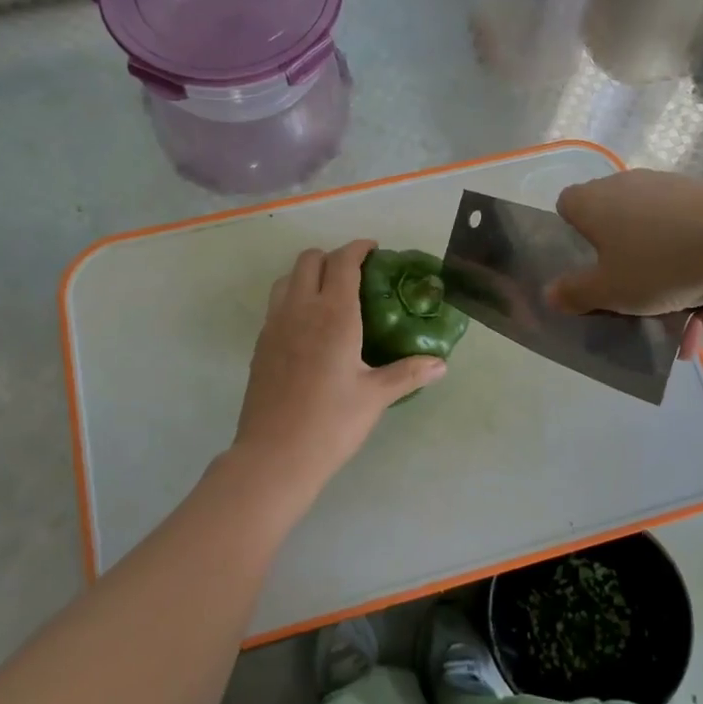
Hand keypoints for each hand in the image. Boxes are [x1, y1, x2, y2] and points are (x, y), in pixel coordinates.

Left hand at [232, 240, 446, 501]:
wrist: (274, 455)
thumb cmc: (331, 423)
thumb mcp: (376, 397)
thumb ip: (408, 373)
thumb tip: (441, 364)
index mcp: (334, 314)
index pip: (343, 262)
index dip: (358, 248)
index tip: (374, 250)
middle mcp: (300, 309)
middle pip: (309, 260)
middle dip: (332, 256)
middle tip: (356, 274)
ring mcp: (275, 325)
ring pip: (287, 279)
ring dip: (308, 274)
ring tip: (329, 295)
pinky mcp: (261, 344)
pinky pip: (276, 304)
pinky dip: (293, 298)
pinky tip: (309, 328)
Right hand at [548, 170, 702, 357]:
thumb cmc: (658, 263)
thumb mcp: (609, 291)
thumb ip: (575, 293)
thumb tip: (550, 294)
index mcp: (592, 202)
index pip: (567, 207)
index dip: (571, 237)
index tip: (586, 268)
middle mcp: (626, 186)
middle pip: (615, 228)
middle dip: (627, 271)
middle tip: (639, 306)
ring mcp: (669, 189)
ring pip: (658, 241)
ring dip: (670, 282)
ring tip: (693, 323)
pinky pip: (692, 240)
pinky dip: (699, 271)